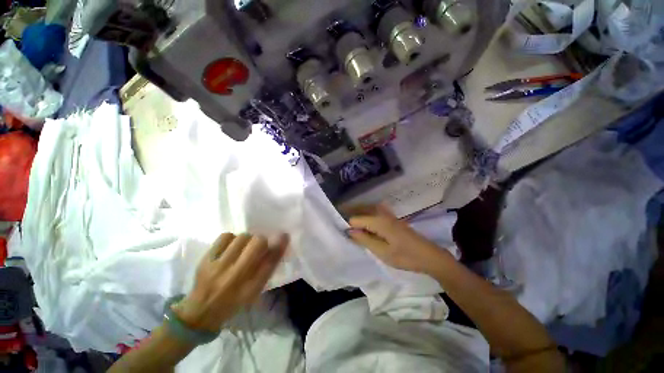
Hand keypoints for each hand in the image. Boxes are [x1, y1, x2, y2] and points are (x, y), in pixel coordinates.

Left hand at [173, 233, 287, 332]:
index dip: (280, 245)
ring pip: (242, 237)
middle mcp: (235, 276)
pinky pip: (225, 237)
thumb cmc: (234, 302)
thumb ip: (267, 268)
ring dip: (247, 240)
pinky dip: (232, 238)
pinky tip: (231, 246)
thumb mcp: (254, 291)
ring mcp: (218, 266)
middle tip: (258, 246)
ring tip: (243, 247)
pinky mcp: (205, 259)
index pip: (270, 260)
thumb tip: (277, 244)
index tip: (284, 236)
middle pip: (257, 243)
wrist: (201, 312)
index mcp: (250, 287)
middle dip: (262, 241)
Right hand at [348, 205, 450, 274]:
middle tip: (343, 227)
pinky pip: (374, 213)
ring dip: (358, 214)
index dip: (348, 226)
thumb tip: (349, 231)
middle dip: (350, 215)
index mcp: (379, 221)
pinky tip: (364, 225)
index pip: (356, 218)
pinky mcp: (392, 219)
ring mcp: (388, 215)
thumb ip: (365, 240)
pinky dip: (366, 216)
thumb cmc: (406, 256)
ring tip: (350, 225)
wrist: (430, 255)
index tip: (343, 233)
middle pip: (361, 209)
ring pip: (367, 209)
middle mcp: (382, 214)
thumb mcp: (383, 252)